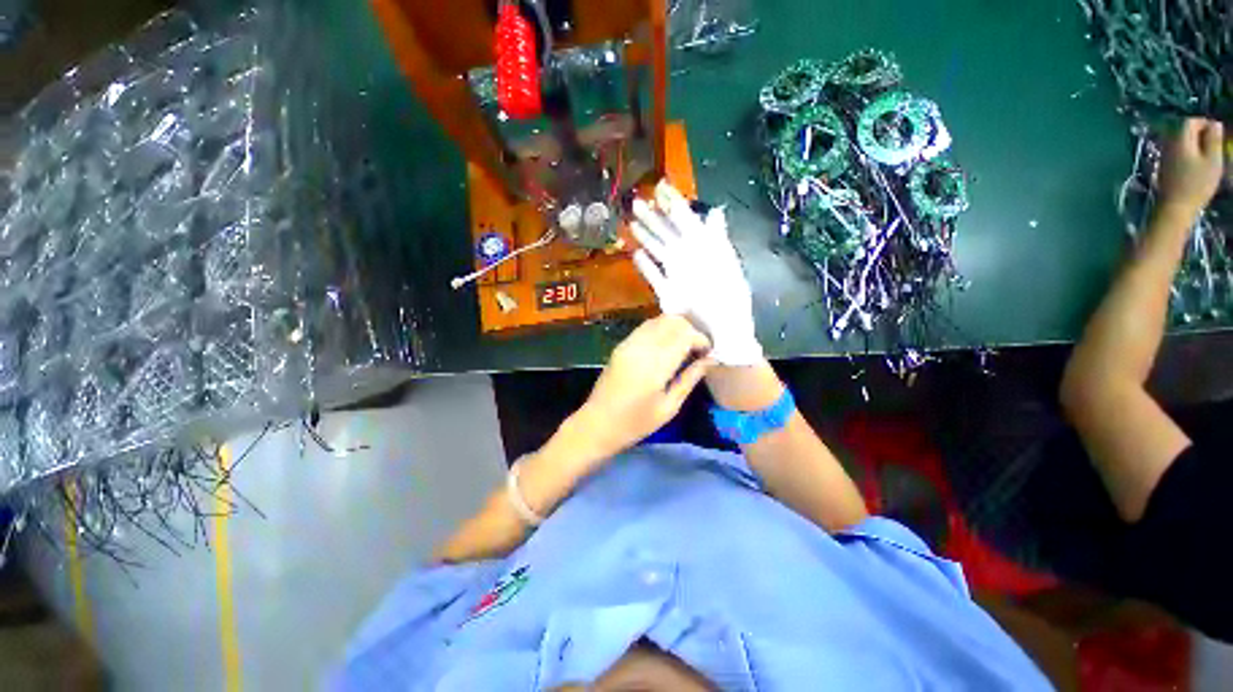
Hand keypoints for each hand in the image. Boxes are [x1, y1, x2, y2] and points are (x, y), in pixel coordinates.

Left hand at [568, 315, 714, 460]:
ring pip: (659, 320)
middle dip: (691, 330)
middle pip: (673, 322)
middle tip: (698, 350)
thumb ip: (690, 379)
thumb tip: (711, 360)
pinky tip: (667, 346)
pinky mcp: (622, 344)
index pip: (685, 335)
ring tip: (685, 347)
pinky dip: (662, 329)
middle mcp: (641, 347)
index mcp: (655, 365)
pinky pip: (647, 327)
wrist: (596, 424)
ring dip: (677, 328)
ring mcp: (629, 343)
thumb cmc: (635, 423)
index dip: (701, 339)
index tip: (709, 353)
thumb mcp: (669, 407)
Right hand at [631, 181, 762, 364]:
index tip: (660, 188)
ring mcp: (676, 275)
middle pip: (667, 234)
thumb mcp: (726, 263)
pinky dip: (645, 267)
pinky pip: (654, 277)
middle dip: (653, 218)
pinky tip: (635, 254)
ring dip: (645, 237)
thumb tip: (715, 210)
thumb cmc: (729, 297)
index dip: (674, 204)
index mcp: (703, 248)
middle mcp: (688, 258)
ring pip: (658, 251)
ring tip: (631, 223)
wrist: (723, 330)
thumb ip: (717, 238)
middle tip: (637, 202)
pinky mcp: (667, 293)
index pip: (686, 220)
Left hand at [1157, 118, 1225, 221]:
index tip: (1218, 134)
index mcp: (1179, 139)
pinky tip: (1197, 166)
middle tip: (1215, 147)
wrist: (1175, 207)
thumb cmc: (1197, 184)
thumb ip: (1213, 139)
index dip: (1206, 124)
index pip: (1191, 121)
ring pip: (1182, 142)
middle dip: (1201, 135)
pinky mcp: (1164, 167)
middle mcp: (1168, 144)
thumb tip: (1215, 124)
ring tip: (1208, 157)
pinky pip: (1178, 153)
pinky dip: (1189, 155)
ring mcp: (1164, 155)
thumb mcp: (1212, 159)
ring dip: (1196, 145)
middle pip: (1185, 131)